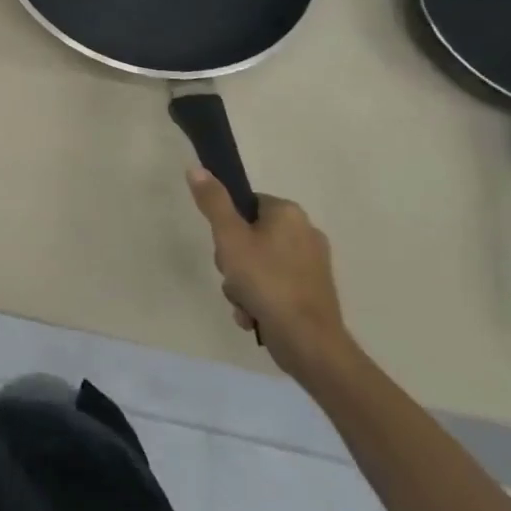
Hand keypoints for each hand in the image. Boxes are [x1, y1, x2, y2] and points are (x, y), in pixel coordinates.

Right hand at [188, 167, 351, 382]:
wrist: (309, 342)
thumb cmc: (266, 281)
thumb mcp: (229, 238)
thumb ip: (213, 202)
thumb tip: (197, 168)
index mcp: (289, 213)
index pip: (247, 204)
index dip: (227, 225)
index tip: (224, 247)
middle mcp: (306, 233)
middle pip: (251, 235)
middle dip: (233, 260)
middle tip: (232, 275)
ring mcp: (313, 265)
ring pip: (260, 263)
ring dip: (243, 283)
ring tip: (243, 302)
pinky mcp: (313, 292)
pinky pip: (275, 286)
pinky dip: (260, 298)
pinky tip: (254, 315)